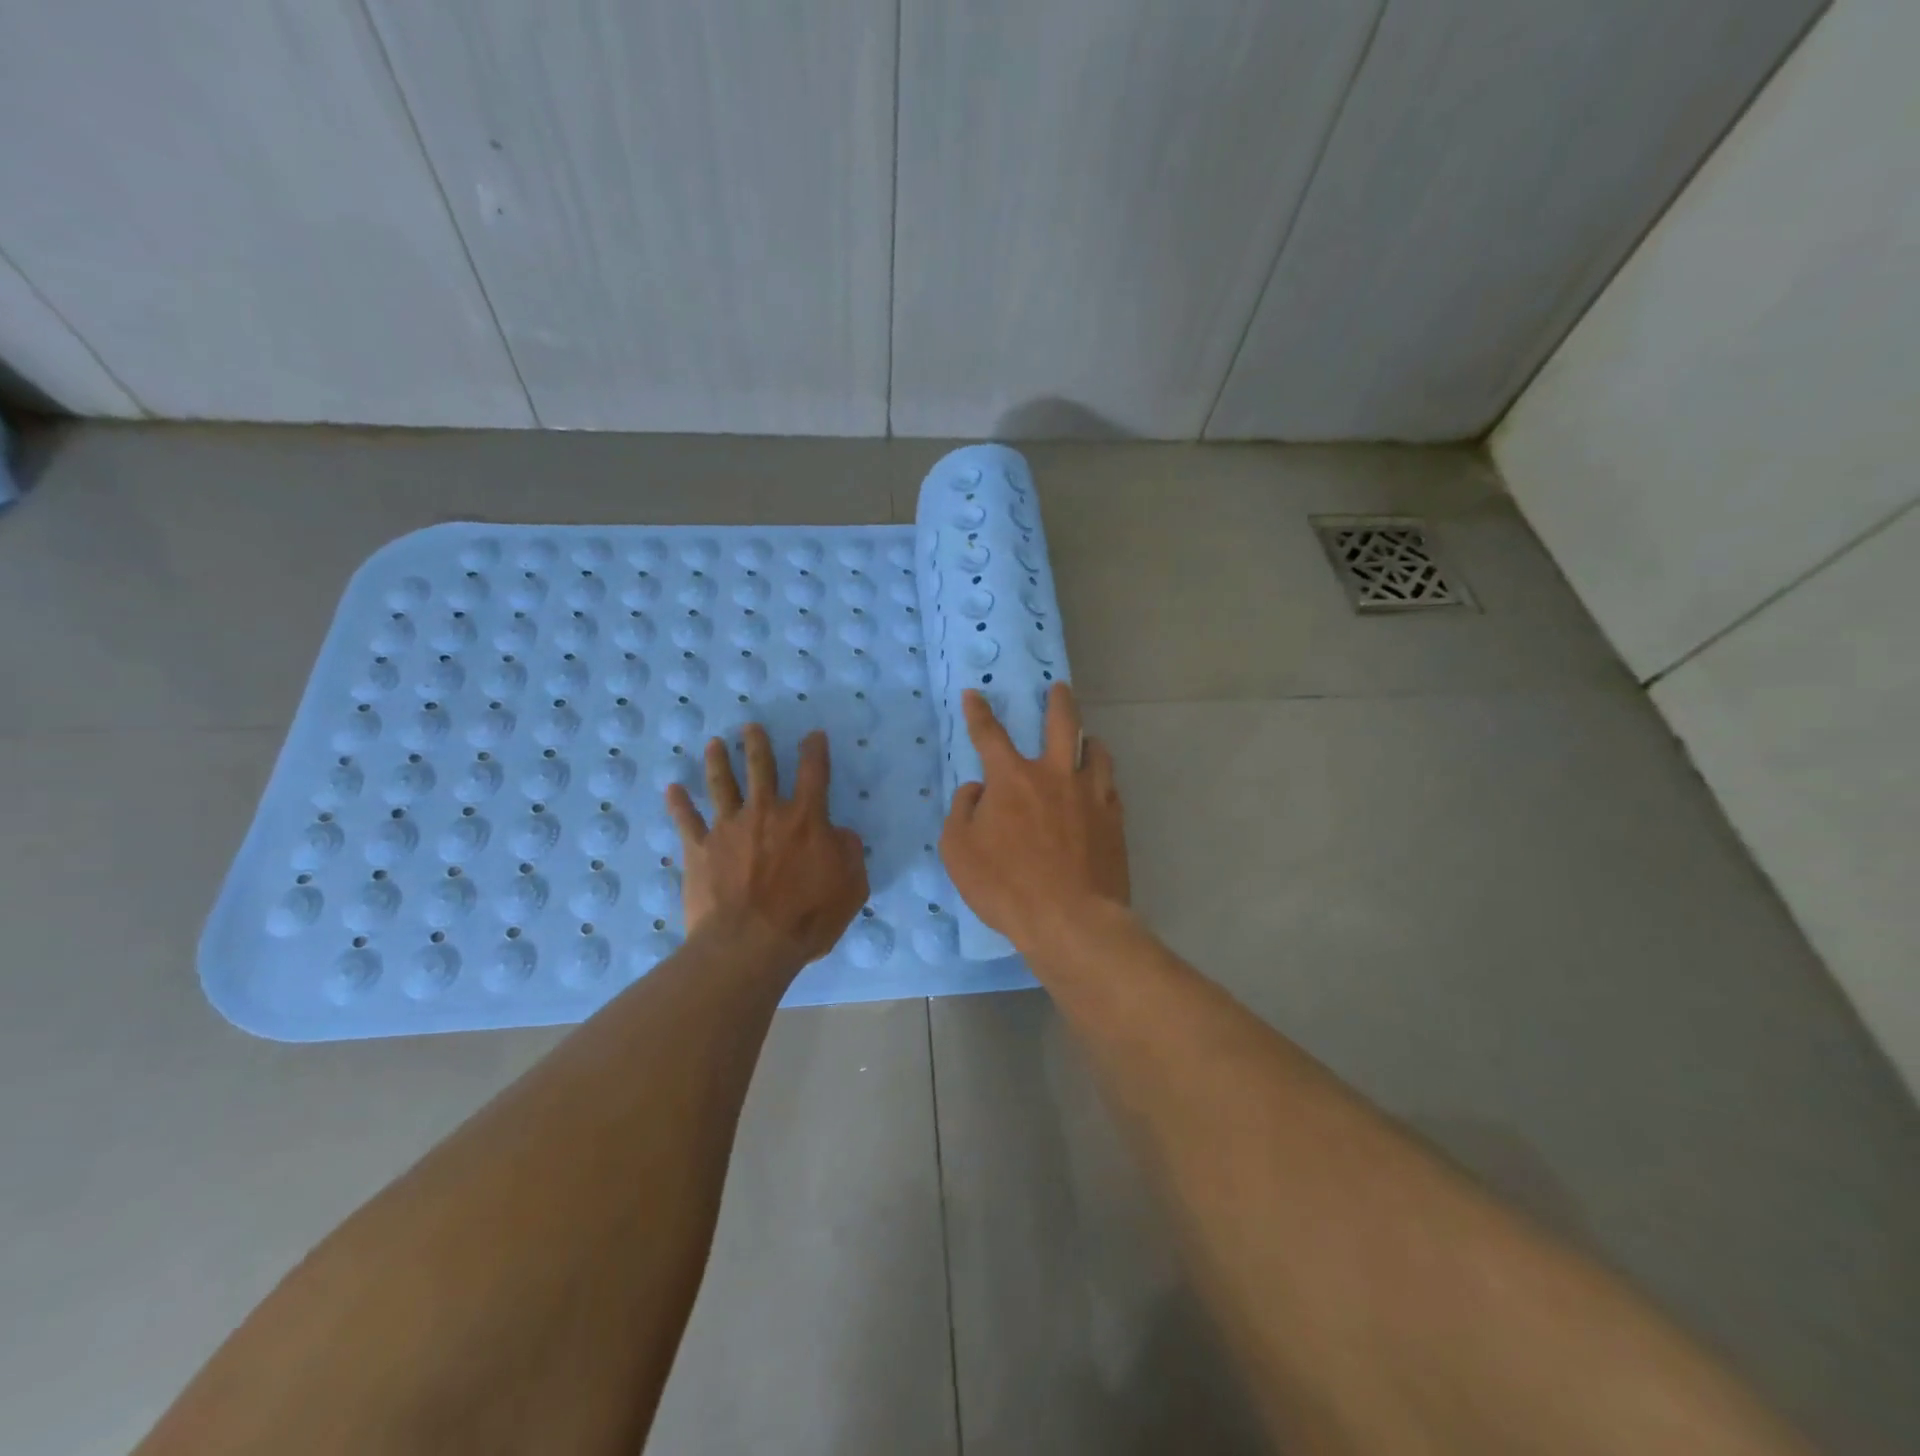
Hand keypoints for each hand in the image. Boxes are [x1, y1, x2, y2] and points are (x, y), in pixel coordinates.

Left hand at [665, 725, 868, 974]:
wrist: (749, 944)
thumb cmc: (807, 917)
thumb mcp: (852, 887)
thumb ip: (850, 853)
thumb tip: (841, 833)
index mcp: (806, 819)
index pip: (814, 773)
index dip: (815, 750)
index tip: (813, 735)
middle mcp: (766, 813)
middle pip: (760, 768)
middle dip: (756, 744)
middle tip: (750, 727)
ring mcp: (729, 829)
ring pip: (721, 785)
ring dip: (717, 761)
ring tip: (714, 744)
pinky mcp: (700, 850)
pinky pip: (686, 821)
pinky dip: (678, 804)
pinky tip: (672, 789)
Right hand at [940, 683, 1128, 951]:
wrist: (1071, 920)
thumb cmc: (1006, 886)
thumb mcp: (958, 851)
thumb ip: (963, 811)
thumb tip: (977, 790)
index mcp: (1012, 779)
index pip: (989, 735)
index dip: (978, 713)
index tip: (973, 694)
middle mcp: (1055, 776)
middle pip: (1061, 723)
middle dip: (1058, 701)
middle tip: (1059, 688)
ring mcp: (1091, 795)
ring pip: (1096, 751)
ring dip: (1088, 739)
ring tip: (1087, 739)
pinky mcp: (1114, 819)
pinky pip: (1110, 786)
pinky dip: (1101, 777)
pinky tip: (1100, 785)